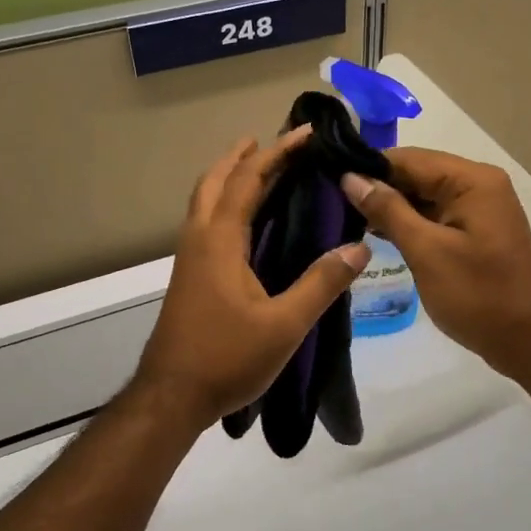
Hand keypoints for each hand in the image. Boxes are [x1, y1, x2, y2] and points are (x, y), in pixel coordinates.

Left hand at [132, 128, 370, 430]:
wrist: (171, 397)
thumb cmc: (226, 358)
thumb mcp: (284, 325)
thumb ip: (321, 284)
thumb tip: (359, 247)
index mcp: (219, 241)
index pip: (249, 180)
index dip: (278, 153)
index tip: (306, 133)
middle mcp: (199, 239)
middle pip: (216, 181)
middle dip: (244, 156)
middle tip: (273, 142)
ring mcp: (189, 258)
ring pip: (205, 201)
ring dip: (229, 177)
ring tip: (259, 170)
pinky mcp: (189, 277)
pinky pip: (205, 222)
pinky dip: (225, 203)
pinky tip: (245, 223)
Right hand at [340, 148, 530, 377]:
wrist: (524, 340)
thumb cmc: (476, 295)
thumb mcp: (426, 251)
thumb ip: (388, 210)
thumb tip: (350, 177)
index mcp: (472, 180)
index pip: (410, 159)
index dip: (369, 167)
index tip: (329, 179)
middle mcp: (479, 184)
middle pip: (418, 174)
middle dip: (378, 187)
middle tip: (331, 200)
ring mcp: (480, 208)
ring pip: (424, 195)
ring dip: (390, 206)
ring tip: (344, 215)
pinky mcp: (475, 230)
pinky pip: (436, 214)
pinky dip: (409, 222)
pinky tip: (375, 232)